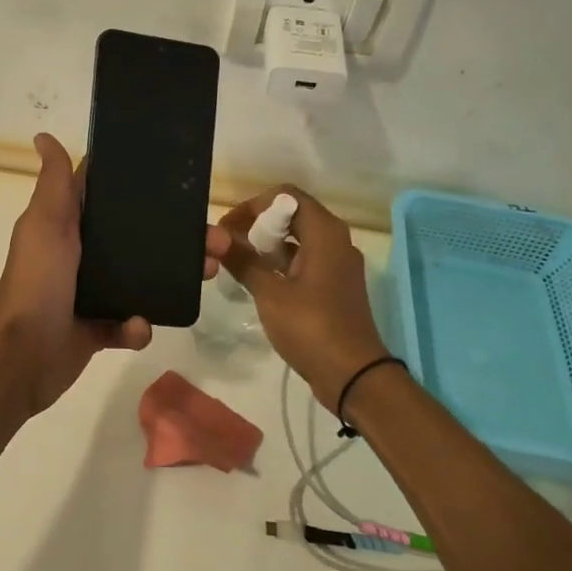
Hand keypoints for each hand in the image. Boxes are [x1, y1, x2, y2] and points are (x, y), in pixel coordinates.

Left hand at [0, 133, 230, 417]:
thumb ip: (54, 184)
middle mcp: (80, 256)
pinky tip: (137, 326)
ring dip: (174, 277)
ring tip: (205, 274)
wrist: (23, 356)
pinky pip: (129, 324)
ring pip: (142, 280)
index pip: (107, 199)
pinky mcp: (97, 329)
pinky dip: (137, 326)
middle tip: (215, 241)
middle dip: (177, 239)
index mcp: (67, 227)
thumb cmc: (37, 282)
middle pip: (137, 239)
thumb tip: (43, 136)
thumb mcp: (46, 224)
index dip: (142, 189)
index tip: (182, 183)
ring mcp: (90, 293)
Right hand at [219, 185, 390, 411]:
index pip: (287, 196)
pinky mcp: (335, 285)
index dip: (254, 205)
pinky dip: (281, 262)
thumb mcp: (270, 293)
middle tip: (229, 243)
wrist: (353, 374)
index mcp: (325, 233)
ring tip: (238, 261)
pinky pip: (306, 259)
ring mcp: (338, 264)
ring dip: (268, 243)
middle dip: (258, 223)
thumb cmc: (311, 327)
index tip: (228, 227)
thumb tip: (218, 239)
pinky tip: (258, 280)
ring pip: (299, 238)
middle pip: (293, 214)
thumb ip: (244, 262)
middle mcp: (336, 241)